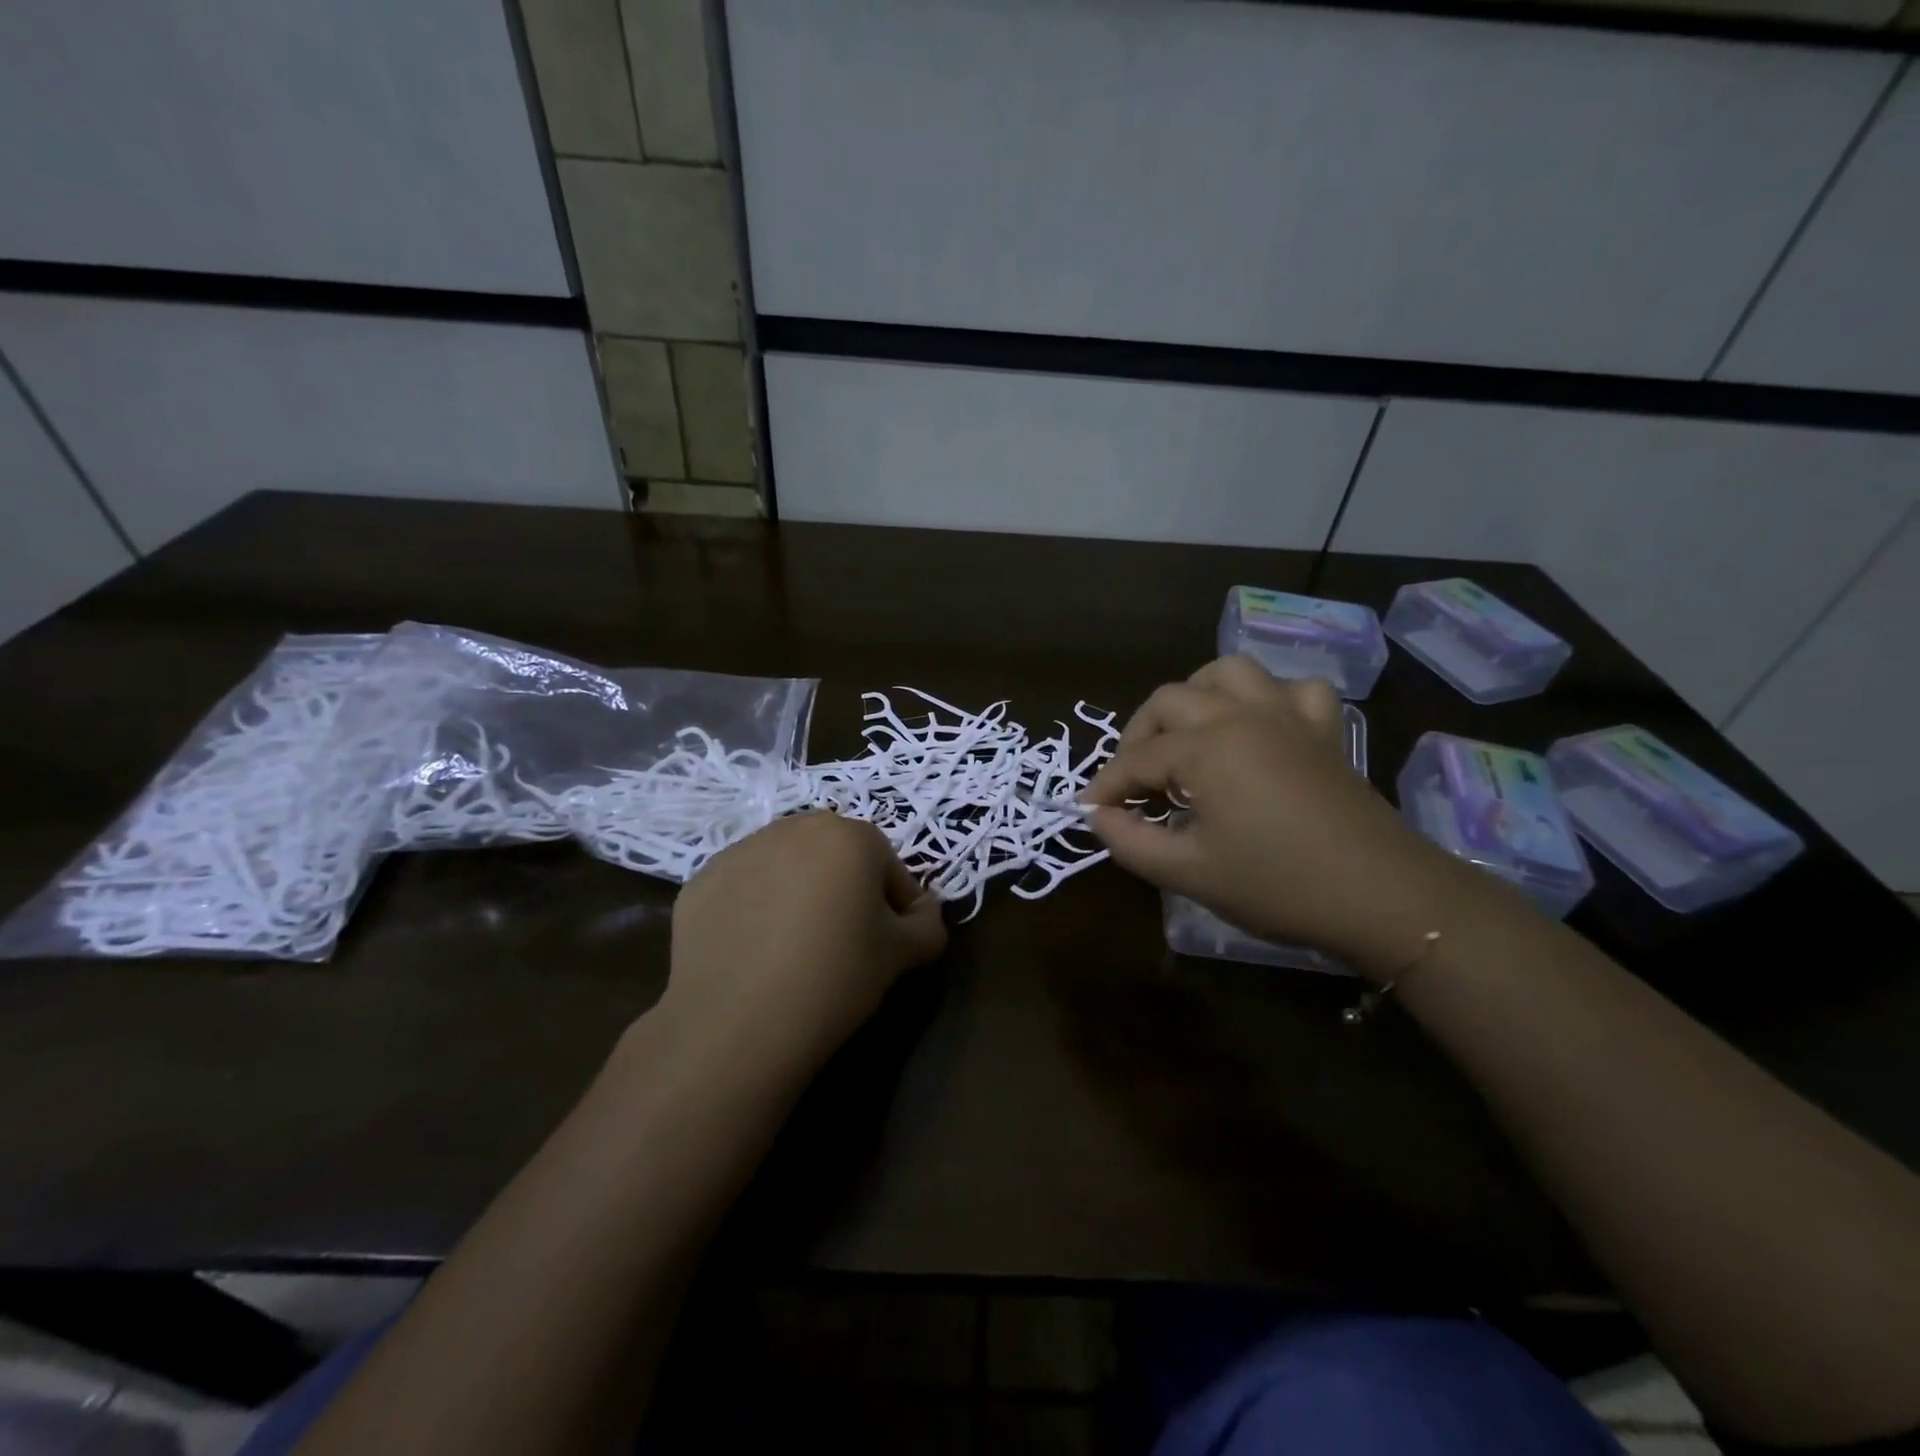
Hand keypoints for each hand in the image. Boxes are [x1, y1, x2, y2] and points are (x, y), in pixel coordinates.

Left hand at [660, 812, 948, 1080]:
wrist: (738, 1020)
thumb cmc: (836, 976)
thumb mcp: (903, 954)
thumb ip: (928, 924)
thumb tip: (924, 913)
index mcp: (850, 835)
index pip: (889, 868)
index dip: (896, 909)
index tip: (889, 947)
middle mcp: (794, 827)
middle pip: (836, 858)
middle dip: (846, 892)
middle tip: (843, 945)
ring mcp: (740, 851)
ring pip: (787, 869)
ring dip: (799, 895)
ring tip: (794, 951)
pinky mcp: (700, 881)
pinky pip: (744, 889)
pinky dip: (754, 910)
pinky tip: (754, 954)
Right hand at [1082, 656, 1467, 976]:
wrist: (1382, 896)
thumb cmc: (1277, 885)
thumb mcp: (1188, 872)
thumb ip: (1130, 841)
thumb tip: (1097, 816)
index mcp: (1206, 748)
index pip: (1137, 759)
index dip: (1106, 785)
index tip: (1088, 811)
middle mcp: (1241, 715)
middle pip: (1169, 702)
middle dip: (1138, 737)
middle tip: (1133, 782)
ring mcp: (1287, 716)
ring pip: (1228, 673)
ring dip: (1195, 697)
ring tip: (1186, 736)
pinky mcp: (1323, 730)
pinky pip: (1293, 690)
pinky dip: (1268, 699)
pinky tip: (1259, 728)